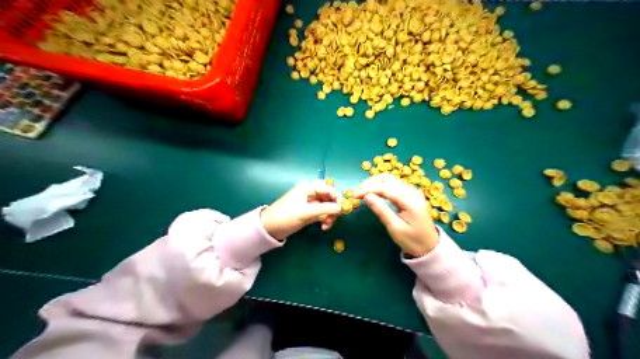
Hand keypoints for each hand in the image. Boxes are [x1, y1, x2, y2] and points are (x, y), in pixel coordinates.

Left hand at [259, 179, 341, 240]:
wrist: (270, 228)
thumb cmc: (286, 216)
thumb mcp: (306, 212)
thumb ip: (325, 209)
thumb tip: (341, 208)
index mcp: (308, 187)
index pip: (329, 189)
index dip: (338, 198)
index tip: (343, 210)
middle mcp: (311, 193)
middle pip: (330, 197)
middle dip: (334, 208)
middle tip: (334, 219)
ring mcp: (311, 203)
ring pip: (328, 206)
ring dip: (330, 216)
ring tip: (327, 226)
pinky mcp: (310, 212)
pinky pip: (323, 213)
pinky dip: (326, 219)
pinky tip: (324, 227)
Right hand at [355, 174, 440, 255]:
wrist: (430, 246)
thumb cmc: (411, 240)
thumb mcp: (395, 228)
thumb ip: (381, 210)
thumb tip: (366, 196)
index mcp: (410, 201)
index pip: (386, 188)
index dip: (368, 189)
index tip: (355, 195)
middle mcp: (412, 192)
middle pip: (388, 179)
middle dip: (370, 183)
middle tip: (357, 193)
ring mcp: (412, 191)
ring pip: (390, 179)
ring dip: (375, 182)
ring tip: (362, 191)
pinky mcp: (410, 194)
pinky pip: (394, 184)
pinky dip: (381, 185)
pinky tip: (373, 192)